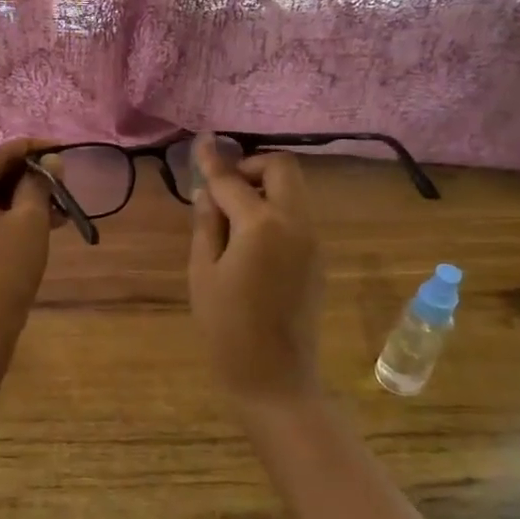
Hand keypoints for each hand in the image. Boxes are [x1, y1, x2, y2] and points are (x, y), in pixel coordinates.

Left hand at [0, 139, 57, 342]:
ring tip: (54, 212)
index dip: (33, 151)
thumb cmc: (4, 266)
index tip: (61, 148)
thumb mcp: (29, 220)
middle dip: (25, 182)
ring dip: (15, 205)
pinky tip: (29, 229)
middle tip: (60, 185)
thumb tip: (51, 161)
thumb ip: (39, 183)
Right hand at [188, 135, 322, 398]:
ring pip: (293, 190)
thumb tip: (208, 192)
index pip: (232, 180)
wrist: (275, 377)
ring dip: (264, 188)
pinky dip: (274, 210)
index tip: (201, 141)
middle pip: (281, 168)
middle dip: (251, 167)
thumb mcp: (203, 273)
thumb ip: (206, 224)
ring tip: (231, 216)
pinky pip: (296, 215)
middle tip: (223, 189)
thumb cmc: (227, 328)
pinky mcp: (318, 257)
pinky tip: (249, 239)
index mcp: (261, 225)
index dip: (212, 161)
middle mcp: (295, 223)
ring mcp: (313, 240)